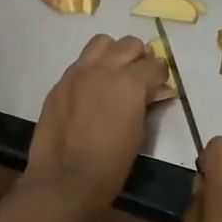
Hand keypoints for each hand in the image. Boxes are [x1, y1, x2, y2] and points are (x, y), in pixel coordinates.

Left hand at [26, 34, 171, 215]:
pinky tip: (91, 88)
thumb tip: (158, 91)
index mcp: (130, 82)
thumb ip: (147, 104)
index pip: (155, 64)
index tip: (160, 86)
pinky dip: (92, 67)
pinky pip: (81, 62)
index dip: (161, 75)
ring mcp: (79, 71)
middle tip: (140, 77)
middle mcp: (105, 68)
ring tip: (114, 73)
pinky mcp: (61, 81)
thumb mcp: (139, 133)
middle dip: (139, 58)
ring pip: (102, 43)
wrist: (65, 178)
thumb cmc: (111, 164)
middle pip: (130, 44)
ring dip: (113, 53)